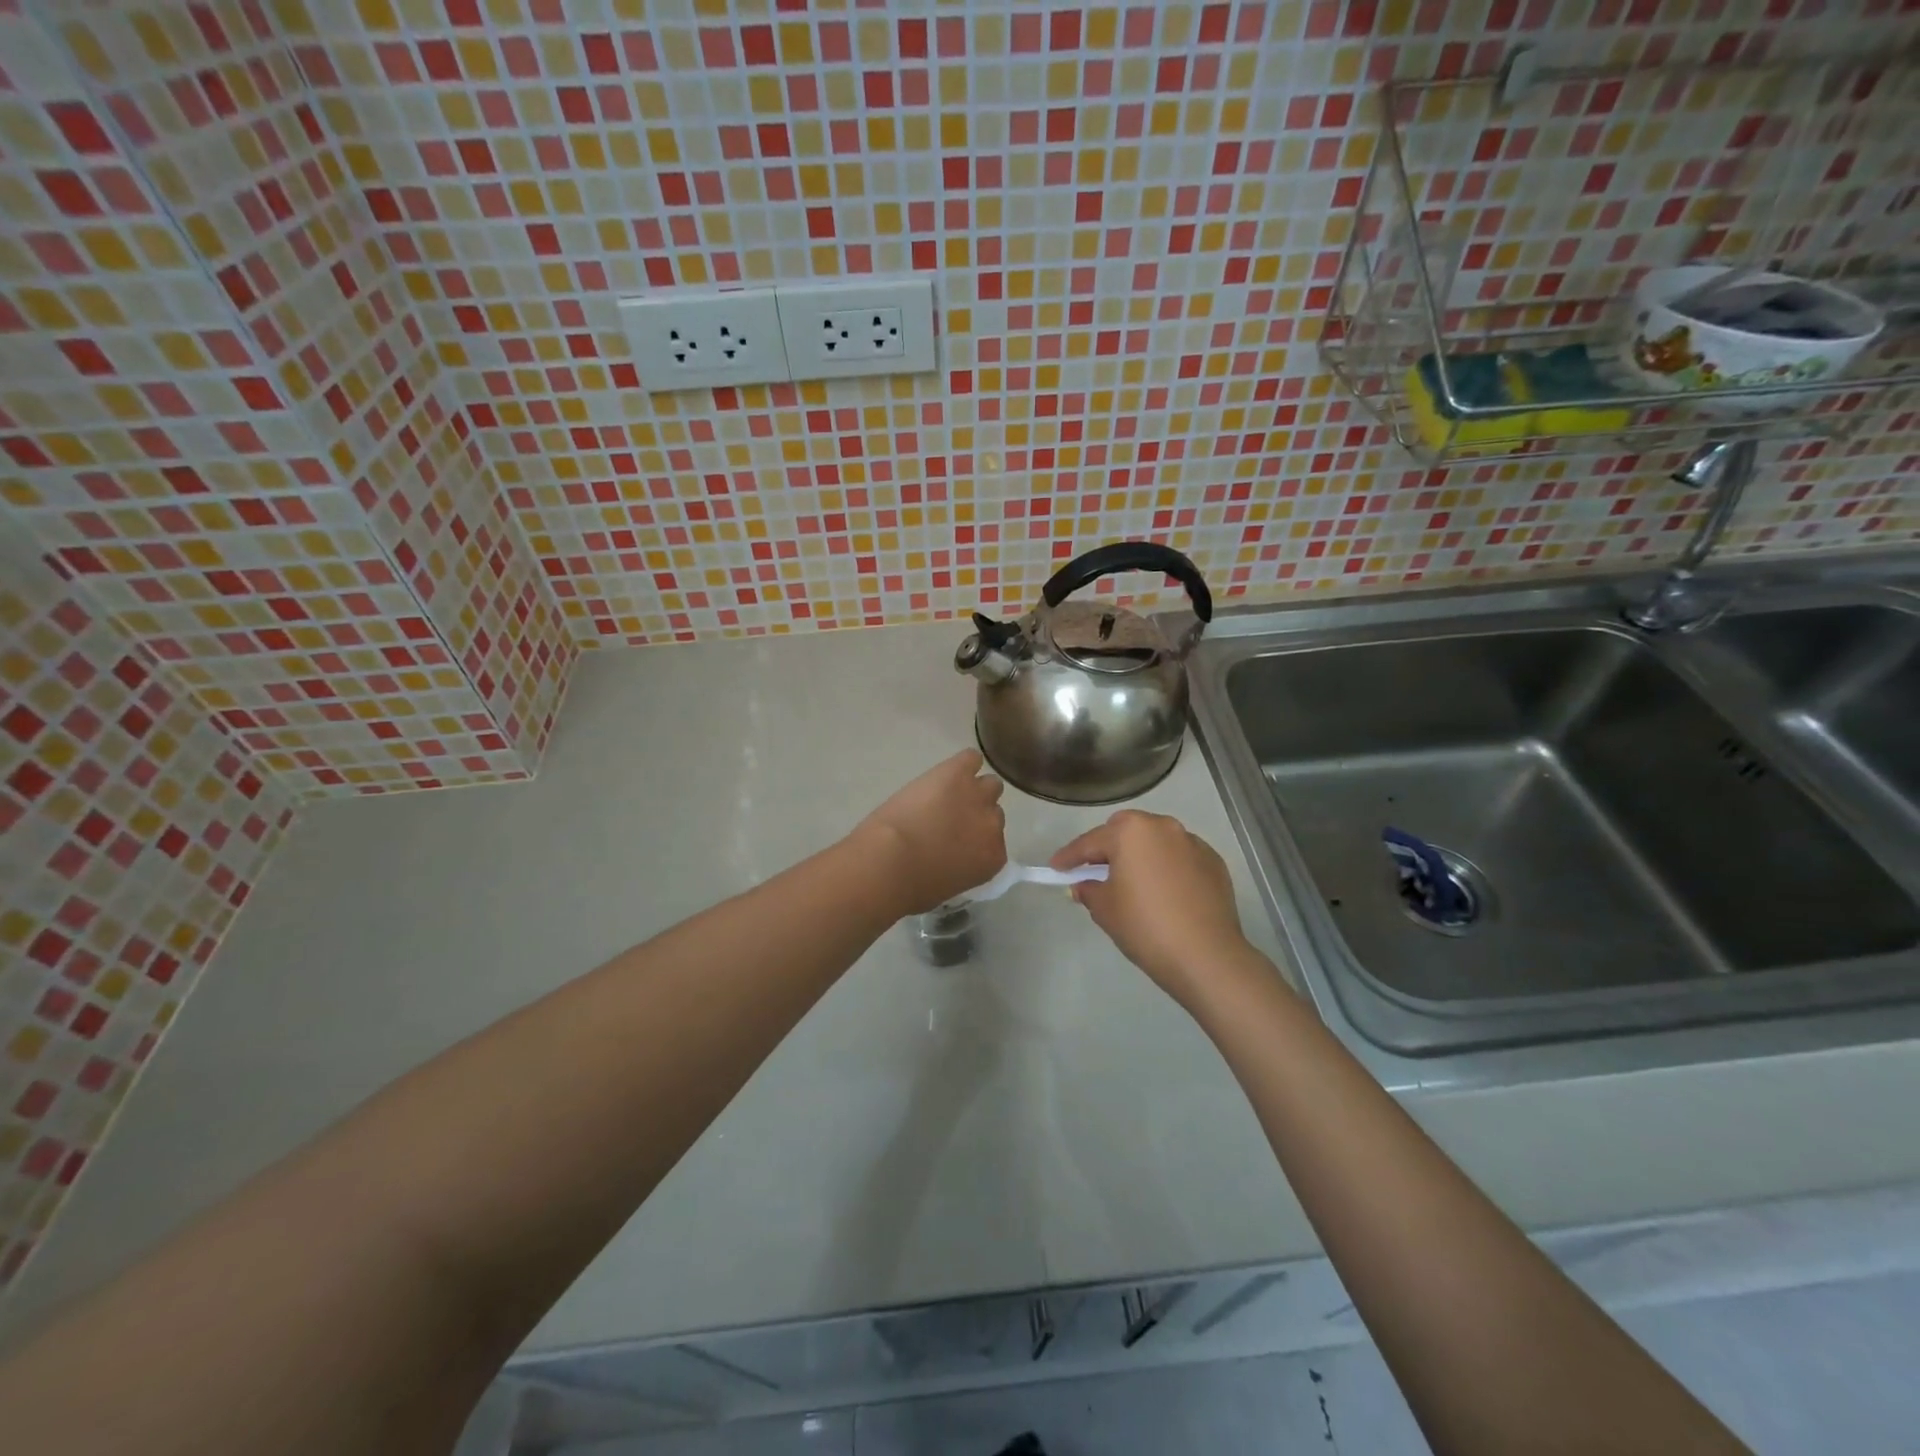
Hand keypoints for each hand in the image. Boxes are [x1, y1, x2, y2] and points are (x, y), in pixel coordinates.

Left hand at [855, 749, 1006, 914]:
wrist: (890, 860)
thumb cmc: (912, 886)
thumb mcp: (947, 886)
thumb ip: (961, 868)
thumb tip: (953, 859)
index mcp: (993, 858)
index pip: (995, 841)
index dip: (976, 839)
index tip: (959, 841)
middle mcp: (993, 825)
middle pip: (994, 812)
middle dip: (975, 814)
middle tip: (950, 818)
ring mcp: (977, 795)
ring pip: (989, 784)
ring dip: (972, 789)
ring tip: (949, 793)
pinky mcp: (958, 772)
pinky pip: (971, 758)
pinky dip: (963, 763)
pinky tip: (947, 771)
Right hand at [1051, 810, 1252, 1007]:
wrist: (1206, 956)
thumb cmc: (1145, 926)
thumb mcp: (1105, 909)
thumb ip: (1089, 890)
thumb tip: (1084, 885)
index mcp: (1131, 832)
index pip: (1090, 842)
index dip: (1069, 857)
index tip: (1055, 868)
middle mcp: (1163, 827)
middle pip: (1126, 830)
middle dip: (1109, 847)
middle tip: (1095, 871)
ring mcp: (1192, 843)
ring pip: (1156, 841)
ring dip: (1141, 855)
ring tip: (1133, 882)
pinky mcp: (1214, 863)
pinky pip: (1180, 858)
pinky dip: (1167, 867)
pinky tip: (1164, 893)